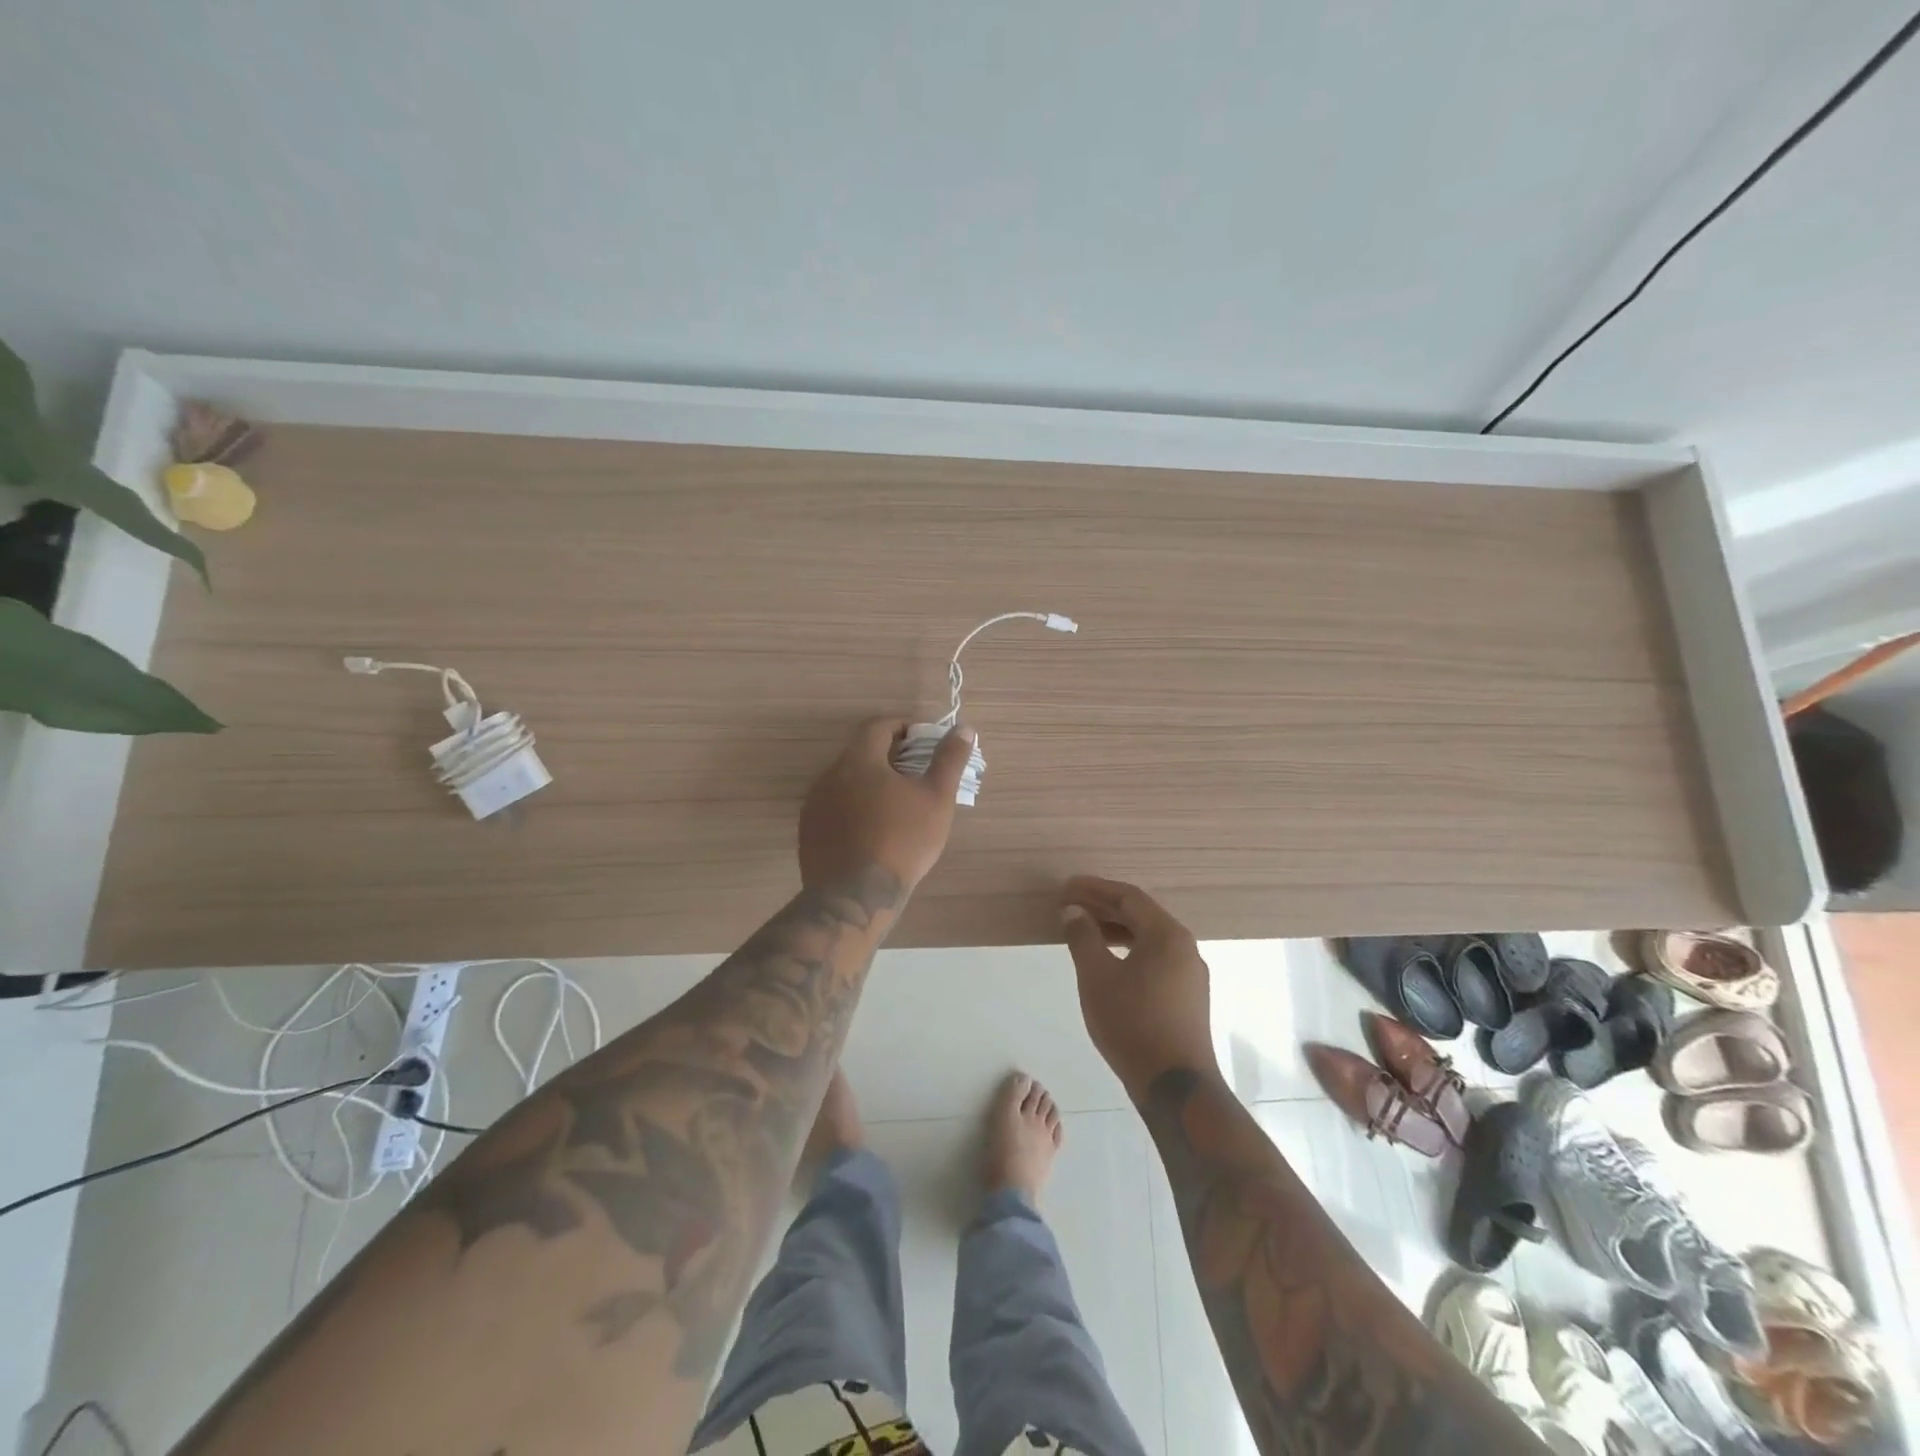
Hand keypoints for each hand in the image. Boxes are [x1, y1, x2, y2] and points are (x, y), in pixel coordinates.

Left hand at [798, 718, 973, 894]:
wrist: (855, 896)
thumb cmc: (902, 841)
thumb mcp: (936, 798)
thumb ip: (949, 760)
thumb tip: (964, 729)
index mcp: (859, 760)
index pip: (878, 726)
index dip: (902, 726)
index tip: (922, 740)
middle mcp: (829, 775)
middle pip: (860, 753)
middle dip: (888, 757)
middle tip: (915, 774)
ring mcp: (814, 805)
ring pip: (845, 782)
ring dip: (870, 784)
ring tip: (896, 805)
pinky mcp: (808, 832)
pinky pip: (834, 808)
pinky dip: (854, 808)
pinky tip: (872, 831)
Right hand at [1061, 876, 1216, 1099]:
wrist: (1175, 1086)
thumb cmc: (1132, 1023)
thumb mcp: (1097, 977)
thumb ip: (1083, 938)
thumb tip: (1073, 912)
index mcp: (1167, 934)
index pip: (1128, 897)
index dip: (1095, 889)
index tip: (1066, 888)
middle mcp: (1185, 947)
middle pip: (1141, 914)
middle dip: (1104, 907)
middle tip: (1070, 906)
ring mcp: (1190, 973)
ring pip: (1149, 938)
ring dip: (1116, 930)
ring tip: (1084, 932)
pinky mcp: (1188, 997)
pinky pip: (1156, 958)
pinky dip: (1130, 951)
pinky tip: (1109, 963)